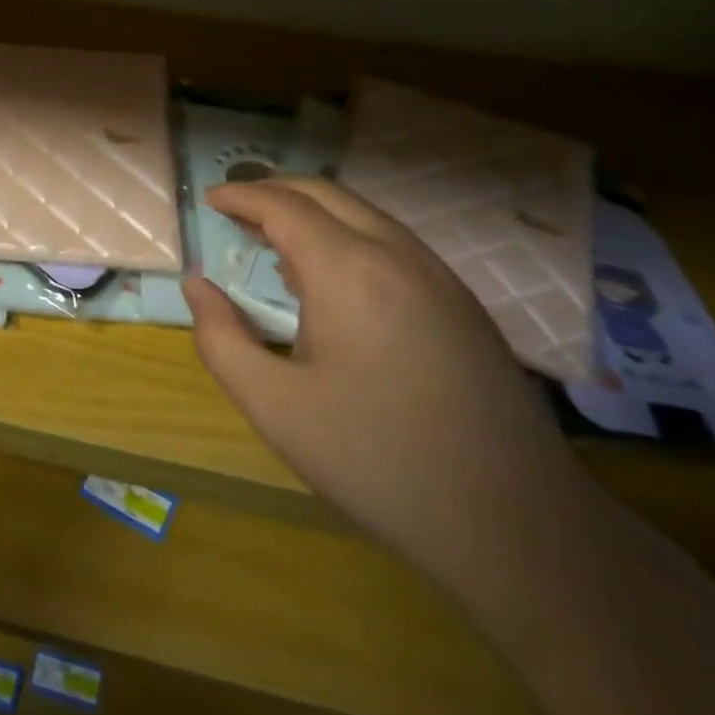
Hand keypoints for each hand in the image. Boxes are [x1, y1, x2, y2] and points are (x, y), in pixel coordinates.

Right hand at [183, 177, 593, 594]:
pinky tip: (335, 282)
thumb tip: (197, 286)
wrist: (516, 524)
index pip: (284, 205)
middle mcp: (398, 255)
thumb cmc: (378, 461)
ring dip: (314, 214)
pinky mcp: (464, 304)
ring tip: (276, 242)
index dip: (242, 196)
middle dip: (276, 191)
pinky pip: (394, 244)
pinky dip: (349, 237)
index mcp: (349, 271)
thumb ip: (221, 339)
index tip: (210, 199)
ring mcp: (440, 277)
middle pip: (327, 194)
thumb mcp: (275, 408)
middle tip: (237, 210)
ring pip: (366, 215)